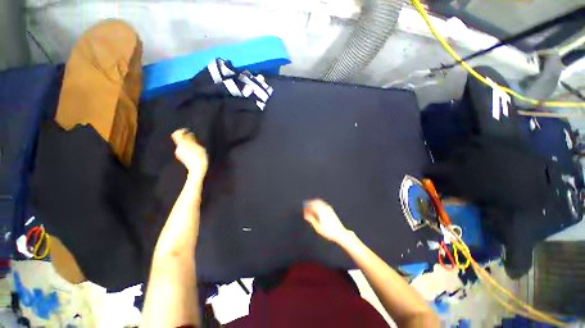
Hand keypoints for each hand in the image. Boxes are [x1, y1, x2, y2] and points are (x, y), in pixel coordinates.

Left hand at [171, 129, 207, 179]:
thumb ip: (192, 140)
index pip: (178, 134)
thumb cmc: (200, 158)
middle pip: (180, 139)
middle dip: (186, 138)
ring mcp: (179, 153)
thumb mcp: (198, 147)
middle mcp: (178, 148)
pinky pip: (183, 149)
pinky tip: (194, 151)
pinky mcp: (181, 157)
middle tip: (194, 138)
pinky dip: (188, 148)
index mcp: (182, 144)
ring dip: (188, 143)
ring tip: (196, 145)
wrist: (197, 169)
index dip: (182, 131)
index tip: (187, 130)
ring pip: (182, 144)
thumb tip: (189, 134)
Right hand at [303, 199, 350, 243]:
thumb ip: (311, 219)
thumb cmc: (328, 231)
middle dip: (310, 203)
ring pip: (319, 202)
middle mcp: (324, 208)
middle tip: (306, 207)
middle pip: (315, 201)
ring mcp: (328, 208)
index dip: (306, 206)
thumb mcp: (317, 227)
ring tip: (310, 208)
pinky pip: (322, 203)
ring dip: (314, 203)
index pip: (311, 205)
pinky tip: (317, 209)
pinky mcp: (331, 209)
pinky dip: (318, 204)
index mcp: (321, 211)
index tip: (303, 209)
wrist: (340, 233)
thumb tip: (305, 214)